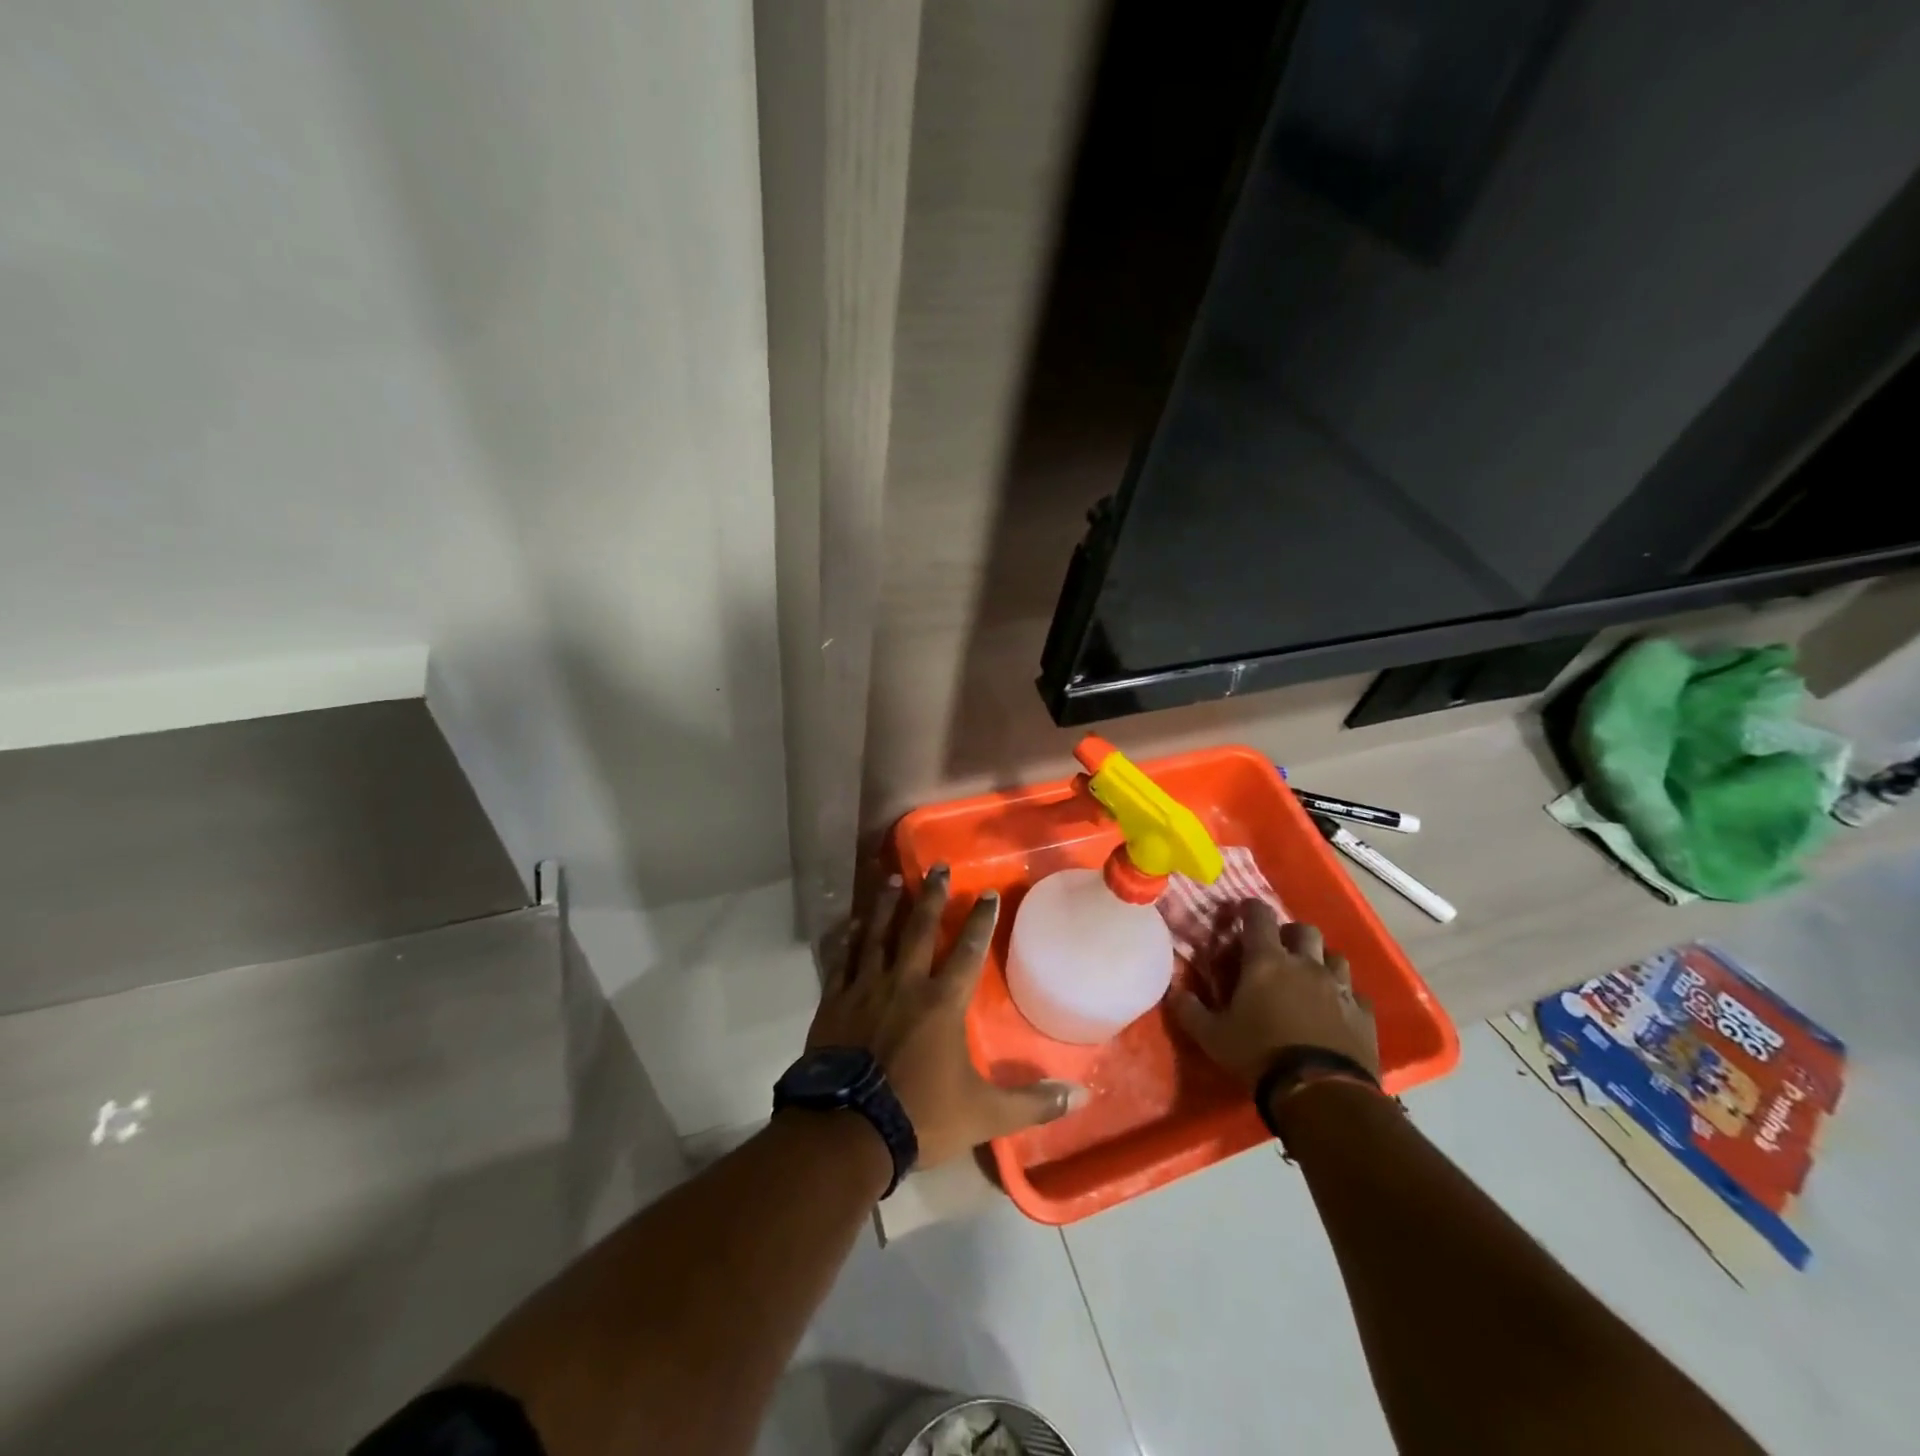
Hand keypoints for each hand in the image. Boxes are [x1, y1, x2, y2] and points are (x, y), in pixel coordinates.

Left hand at [807, 864, 1082, 1169]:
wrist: (848, 1132)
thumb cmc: (919, 1116)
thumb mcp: (984, 1114)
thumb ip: (1032, 1102)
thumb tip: (1082, 1097)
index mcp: (942, 1003)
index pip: (967, 951)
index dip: (980, 920)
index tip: (988, 892)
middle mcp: (904, 984)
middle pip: (919, 929)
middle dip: (932, 895)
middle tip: (937, 866)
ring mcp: (865, 989)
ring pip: (878, 935)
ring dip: (886, 905)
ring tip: (893, 878)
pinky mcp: (835, 1002)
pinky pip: (842, 960)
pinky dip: (848, 939)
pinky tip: (851, 923)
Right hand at [1171, 901, 1379, 1088]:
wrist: (1320, 1094)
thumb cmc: (1259, 1055)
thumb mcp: (1211, 1036)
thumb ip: (1189, 1009)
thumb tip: (1173, 989)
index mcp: (1266, 961)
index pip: (1258, 916)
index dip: (1250, 909)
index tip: (1242, 912)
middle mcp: (1305, 965)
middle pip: (1304, 929)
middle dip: (1290, 934)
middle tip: (1278, 951)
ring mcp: (1340, 988)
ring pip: (1335, 957)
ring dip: (1321, 961)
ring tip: (1310, 978)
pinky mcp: (1363, 1014)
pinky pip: (1355, 993)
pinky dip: (1345, 996)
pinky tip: (1336, 1010)